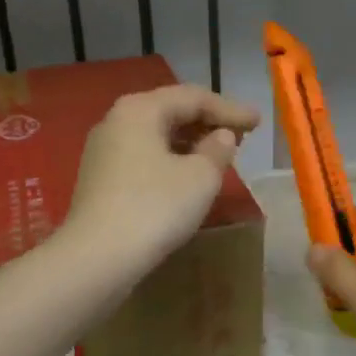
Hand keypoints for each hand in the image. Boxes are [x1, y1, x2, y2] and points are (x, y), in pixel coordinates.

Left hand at [64, 84, 259, 274]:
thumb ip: (217, 150)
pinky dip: (170, 160)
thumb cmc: (154, 208)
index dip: (230, 109)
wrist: (97, 257)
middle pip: (170, 111)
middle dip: (208, 122)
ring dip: (189, 142)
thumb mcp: (200, 177)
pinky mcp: (99, 179)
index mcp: (140, 109)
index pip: (193, 97)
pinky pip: (143, 157)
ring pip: (155, 136)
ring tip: (218, 155)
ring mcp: (103, 151)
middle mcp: (116, 121)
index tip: (258, 122)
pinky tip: (187, 176)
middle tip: (241, 135)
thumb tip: (221, 137)